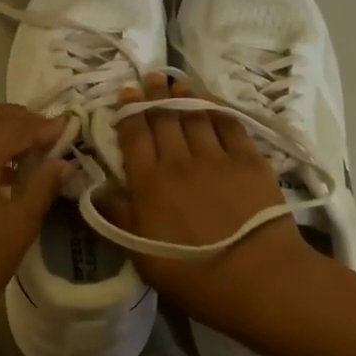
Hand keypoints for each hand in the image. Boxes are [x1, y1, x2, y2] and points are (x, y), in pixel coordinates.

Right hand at [108, 73, 317, 329]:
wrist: (258, 277)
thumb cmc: (193, 275)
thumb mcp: (141, 256)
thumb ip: (119, 218)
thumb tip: (97, 190)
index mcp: (149, 183)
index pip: (135, 135)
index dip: (129, 111)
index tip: (126, 93)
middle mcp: (179, 161)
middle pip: (163, 118)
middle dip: (154, 95)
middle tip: (150, 78)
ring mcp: (217, 157)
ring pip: (195, 115)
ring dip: (183, 96)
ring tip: (176, 83)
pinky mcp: (250, 160)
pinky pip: (229, 124)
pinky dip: (217, 109)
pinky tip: (211, 102)